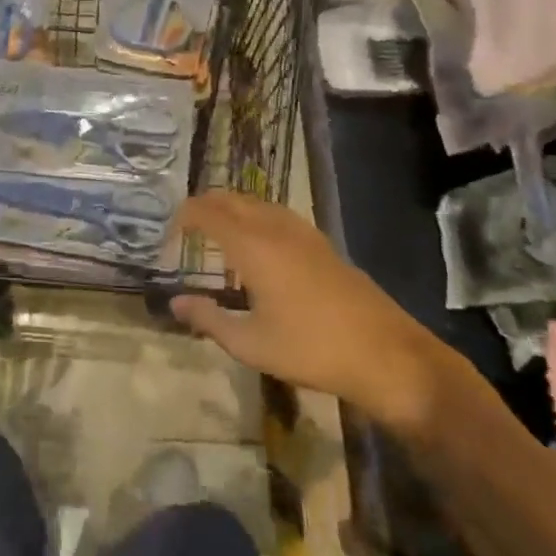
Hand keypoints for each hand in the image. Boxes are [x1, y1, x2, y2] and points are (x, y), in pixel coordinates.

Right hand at [169, 190, 463, 435]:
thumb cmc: (312, 350)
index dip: (182, 218)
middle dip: (203, 206)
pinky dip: (255, 218)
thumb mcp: (251, 344)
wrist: (388, 356)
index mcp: (253, 246)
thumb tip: (175, 302)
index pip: (206, 212)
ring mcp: (303, 233)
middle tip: (185, 230)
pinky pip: (277, 215)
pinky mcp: (323, 244)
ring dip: (231, 209)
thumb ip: (208, 320)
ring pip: (256, 203)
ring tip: (216, 234)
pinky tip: (258, 247)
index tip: (167, 238)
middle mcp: (275, 228)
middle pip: (231, 199)